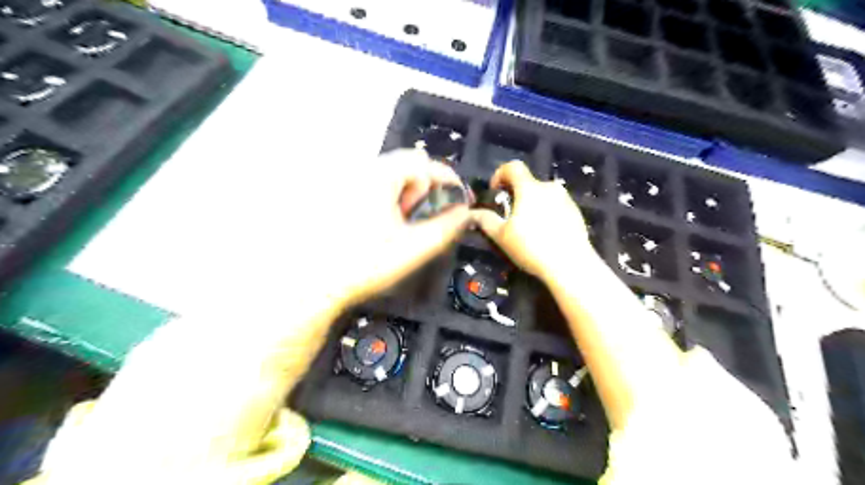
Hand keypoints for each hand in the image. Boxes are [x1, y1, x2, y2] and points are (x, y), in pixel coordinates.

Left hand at [259, 149, 472, 312]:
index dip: (448, 180)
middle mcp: (361, 171)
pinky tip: (381, 226)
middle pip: (406, 167)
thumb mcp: (413, 248)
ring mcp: (346, 182)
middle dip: (424, 190)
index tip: (459, 200)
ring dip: (405, 196)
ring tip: (401, 227)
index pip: (424, 163)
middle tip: (424, 219)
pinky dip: (387, 200)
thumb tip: (464, 213)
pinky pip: (372, 187)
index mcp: (380, 177)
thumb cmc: (364, 264)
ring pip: (389, 178)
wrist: (312, 283)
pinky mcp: (337, 195)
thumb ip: (445, 228)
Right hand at [472, 159, 595, 280]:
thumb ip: (485, 220)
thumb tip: (473, 213)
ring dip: (531, 205)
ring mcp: (566, 199)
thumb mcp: (501, 236)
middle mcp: (549, 188)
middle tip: (508, 217)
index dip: (499, 174)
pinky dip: (545, 213)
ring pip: (542, 195)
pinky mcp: (576, 213)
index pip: (513, 167)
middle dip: (515, 195)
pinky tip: (544, 235)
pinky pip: (555, 206)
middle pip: (527, 183)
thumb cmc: (532, 248)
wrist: (571, 266)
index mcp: (530, 188)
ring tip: (527, 229)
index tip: (495, 191)